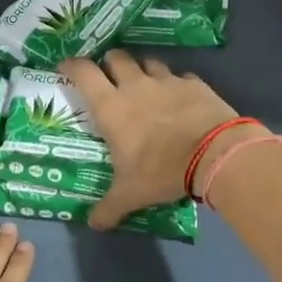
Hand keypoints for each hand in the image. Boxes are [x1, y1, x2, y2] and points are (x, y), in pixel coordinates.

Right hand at [58, 51, 243, 229]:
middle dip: (109, 64)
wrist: (215, 154)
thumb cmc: (162, 170)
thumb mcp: (131, 194)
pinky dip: (176, 84)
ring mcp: (167, 81)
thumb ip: (109, 208)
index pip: (83, 73)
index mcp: (111, 107)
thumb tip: (94, 224)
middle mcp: (135, 86)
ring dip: (142, 70)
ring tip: (145, 86)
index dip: (71, 65)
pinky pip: (180, 77)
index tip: (66, 66)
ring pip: (148, 62)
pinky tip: (180, 98)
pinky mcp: (194, 83)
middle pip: (116, 57)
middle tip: (109, 78)